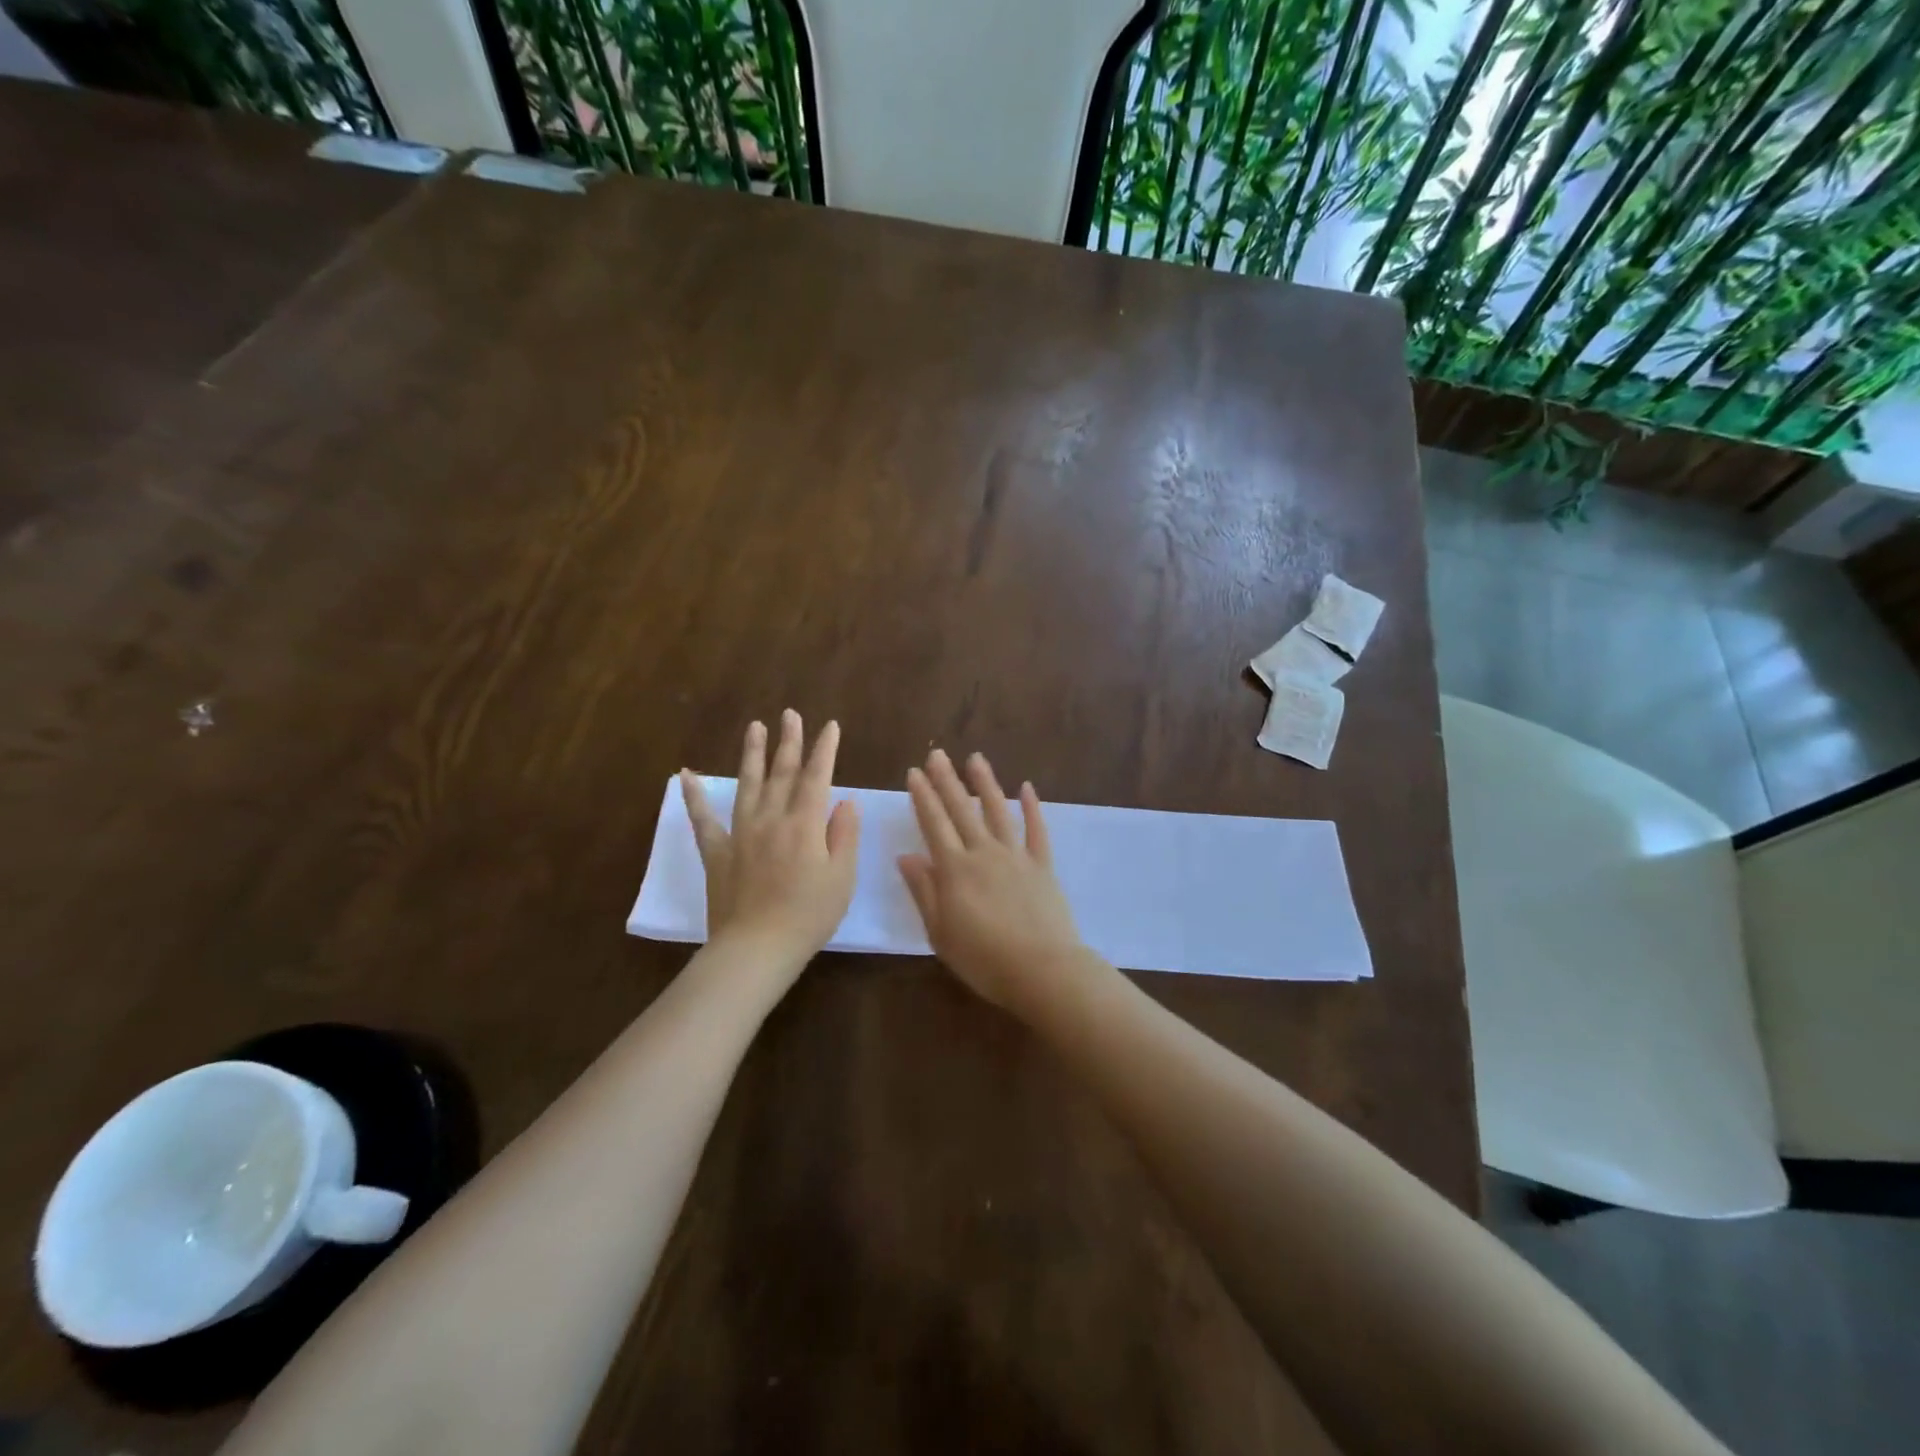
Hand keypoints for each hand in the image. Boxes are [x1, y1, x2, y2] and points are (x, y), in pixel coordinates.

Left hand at [681, 711, 859, 976]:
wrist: (757, 948)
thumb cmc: (809, 915)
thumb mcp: (842, 877)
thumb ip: (844, 835)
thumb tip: (844, 801)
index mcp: (804, 824)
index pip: (817, 777)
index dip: (825, 750)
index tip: (830, 726)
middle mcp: (771, 819)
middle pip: (782, 773)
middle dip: (789, 741)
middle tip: (791, 714)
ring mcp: (740, 833)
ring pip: (748, 784)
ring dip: (753, 754)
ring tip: (756, 727)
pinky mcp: (717, 852)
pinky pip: (702, 819)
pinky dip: (694, 796)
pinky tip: (685, 774)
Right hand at [898, 749, 1086, 1008]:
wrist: (1041, 970)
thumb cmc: (983, 959)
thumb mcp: (940, 932)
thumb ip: (923, 891)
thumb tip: (905, 856)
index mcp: (954, 870)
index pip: (933, 824)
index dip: (922, 797)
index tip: (913, 773)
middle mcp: (983, 853)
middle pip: (961, 810)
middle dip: (946, 780)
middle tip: (936, 754)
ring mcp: (1015, 856)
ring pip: (997, 811)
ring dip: (985, 783)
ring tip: (975, 758)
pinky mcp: (1042, 865)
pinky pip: (1036, 830)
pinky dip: (1032, 808)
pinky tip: (1026, 788)